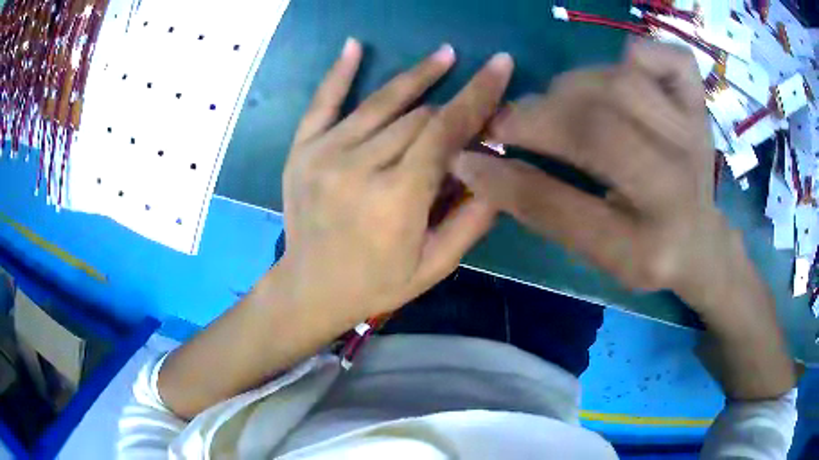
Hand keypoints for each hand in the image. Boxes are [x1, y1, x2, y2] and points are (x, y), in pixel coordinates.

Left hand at [279, 38, 512, 327]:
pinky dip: (339, 73)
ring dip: (417, 77)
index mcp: (395, 199)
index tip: (500, 65)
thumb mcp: (435, 265)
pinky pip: (322, 102)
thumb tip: (497, 169)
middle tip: (476, 99)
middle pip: (418, 116)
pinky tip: (355, 45)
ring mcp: (323, 153)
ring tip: (444, 55)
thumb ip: (472, 219)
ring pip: (382, 103)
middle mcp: (357, 166)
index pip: (446, 131)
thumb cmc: (377, 284)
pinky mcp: (301, 150)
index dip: (478, 95)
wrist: (310, 288)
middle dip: (453, 104)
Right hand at [453, 40, 745, 317]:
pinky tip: (627, 75)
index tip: (470, 155)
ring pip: (621, 82)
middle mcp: (679, 180)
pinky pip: (669, 57)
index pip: (568, 205)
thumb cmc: (648, 253)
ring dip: (574, 87)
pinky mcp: (700, 104)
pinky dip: (640, 54)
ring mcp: (694, 132)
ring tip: (562, 105)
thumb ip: (542, 209)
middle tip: (516, 123)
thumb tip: (476, 166)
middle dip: (539, 118)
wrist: (703, 241)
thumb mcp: (597, 252)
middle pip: (598, 123)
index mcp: (652, 239)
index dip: (508, 177)